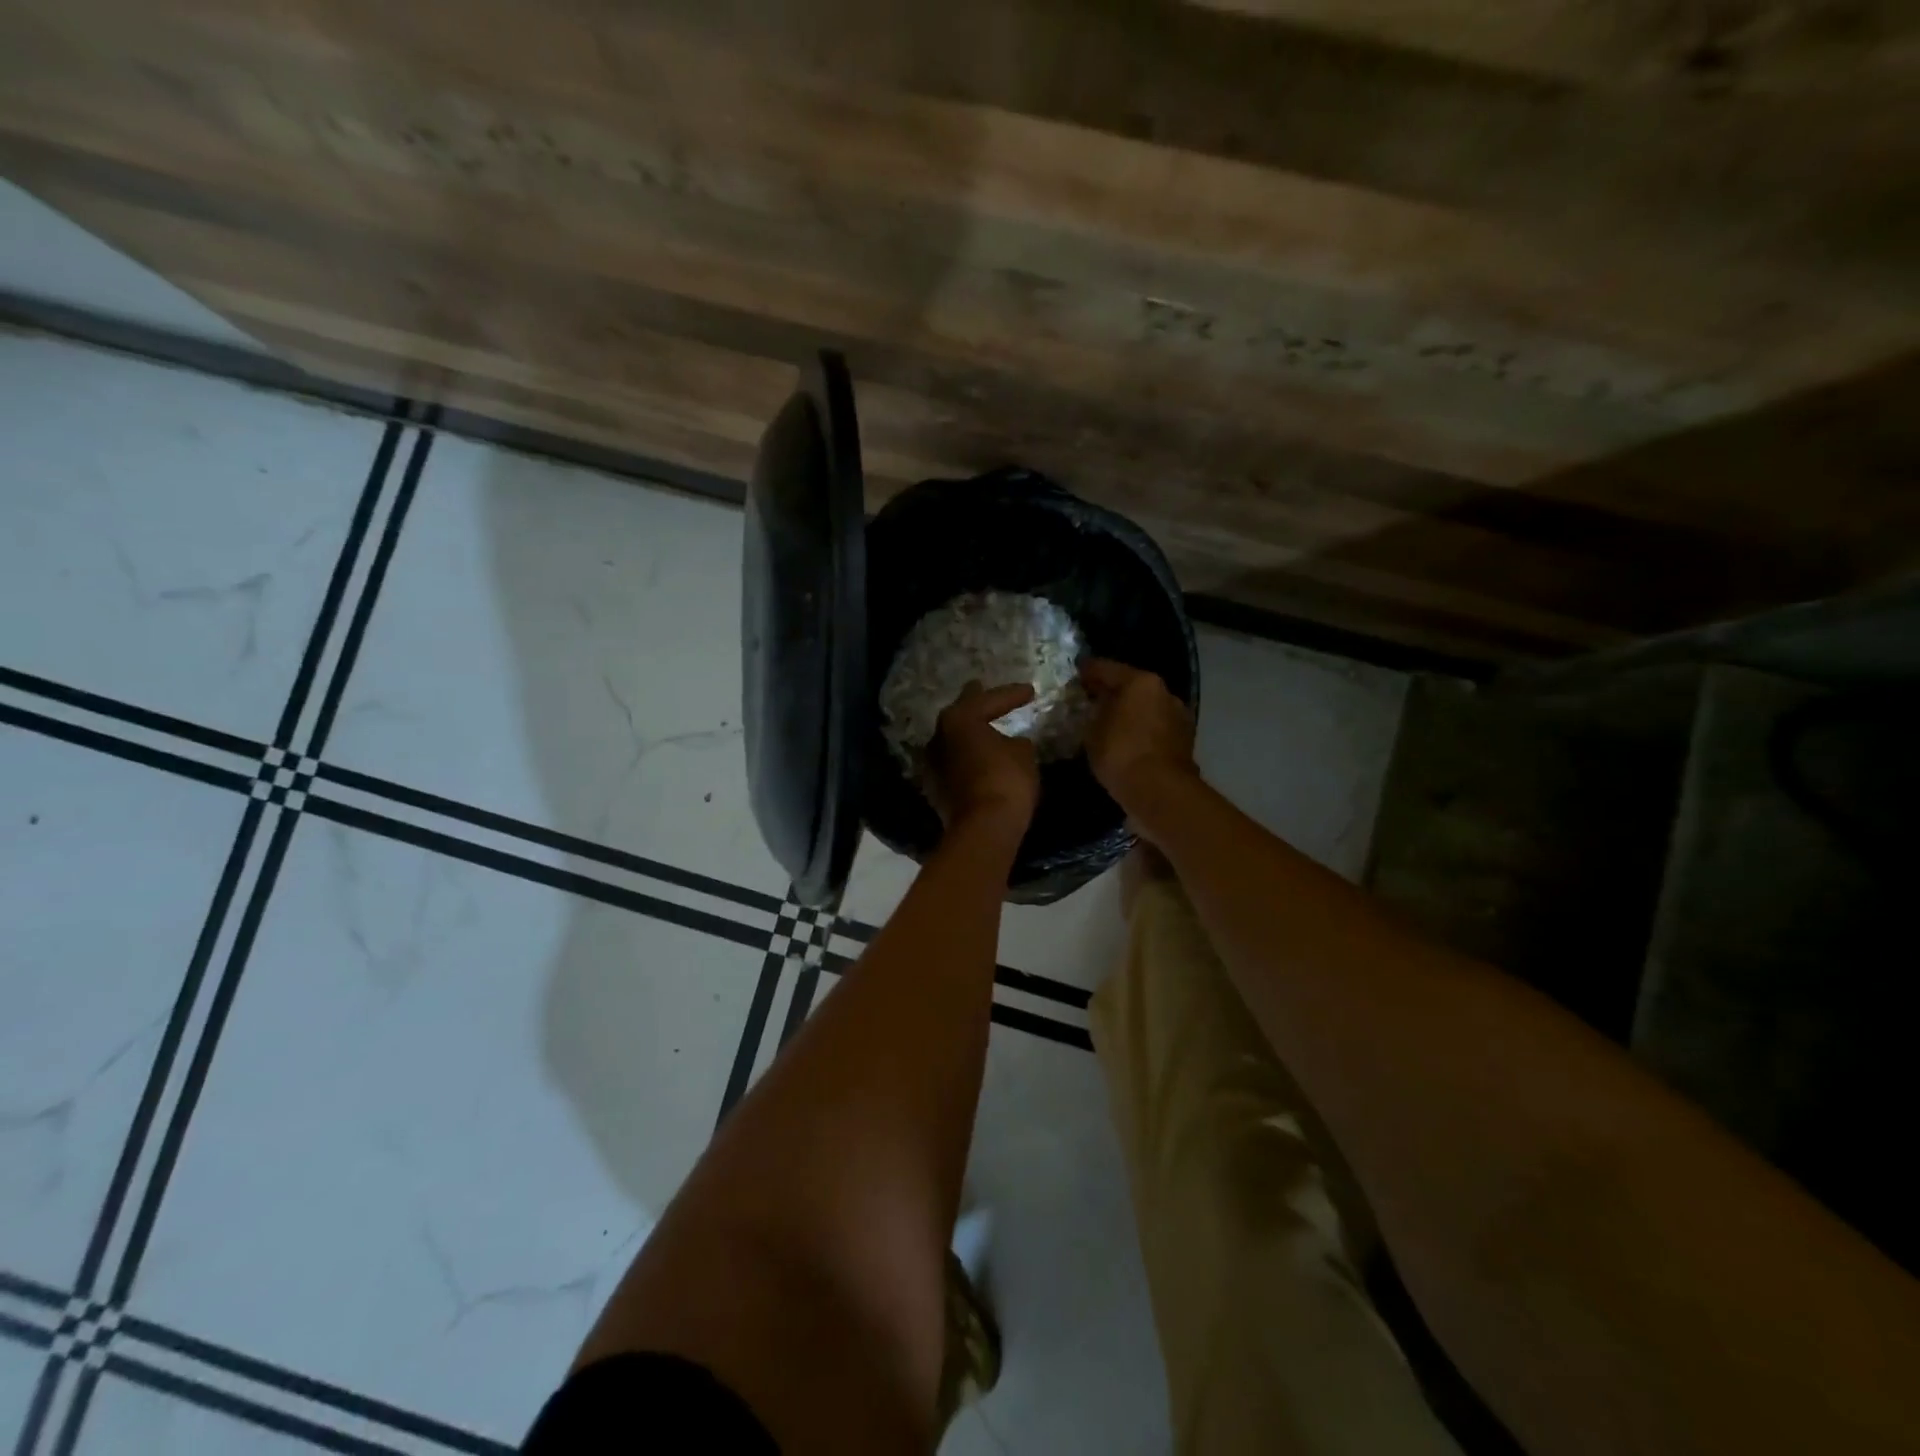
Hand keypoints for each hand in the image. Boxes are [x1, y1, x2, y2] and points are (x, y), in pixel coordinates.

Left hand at [921, 682, 1040, 834]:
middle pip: (961, 715)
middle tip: (987, 693)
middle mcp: (939, 737)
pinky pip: (956, 763)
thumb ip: (1016, 742)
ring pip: (955, 740)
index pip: (988, 699)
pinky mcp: (937, 788)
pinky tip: (980, 757)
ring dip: (970, 734)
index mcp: (959, 719)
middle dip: (977, 705)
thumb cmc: (1006, 780)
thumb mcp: (1023, 753)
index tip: (1030, 691)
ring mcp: (934, 764)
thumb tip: (1010, 744)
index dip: (1011, 694)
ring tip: (986, 728)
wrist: (984, 828)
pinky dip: (969, 757)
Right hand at [1079, 659, 1196, 808]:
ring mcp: (1178, 717)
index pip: (1107, 669)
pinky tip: (1127, 741)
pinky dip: (1141, 731)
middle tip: (1091, 700)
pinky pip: (1155, 729)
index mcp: (1141, 682)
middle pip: (1132, 687)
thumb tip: (1095, 708)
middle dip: (1112, 693)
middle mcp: (1165, 693)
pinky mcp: (1184, 741)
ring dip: (1130, 713)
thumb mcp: (1092, 731)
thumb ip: (1093, 713)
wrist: (1159, 791)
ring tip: (1109, 724)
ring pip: (1146, 708)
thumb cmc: (1121, 753)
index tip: (1076, 673)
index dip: (1088, 671)